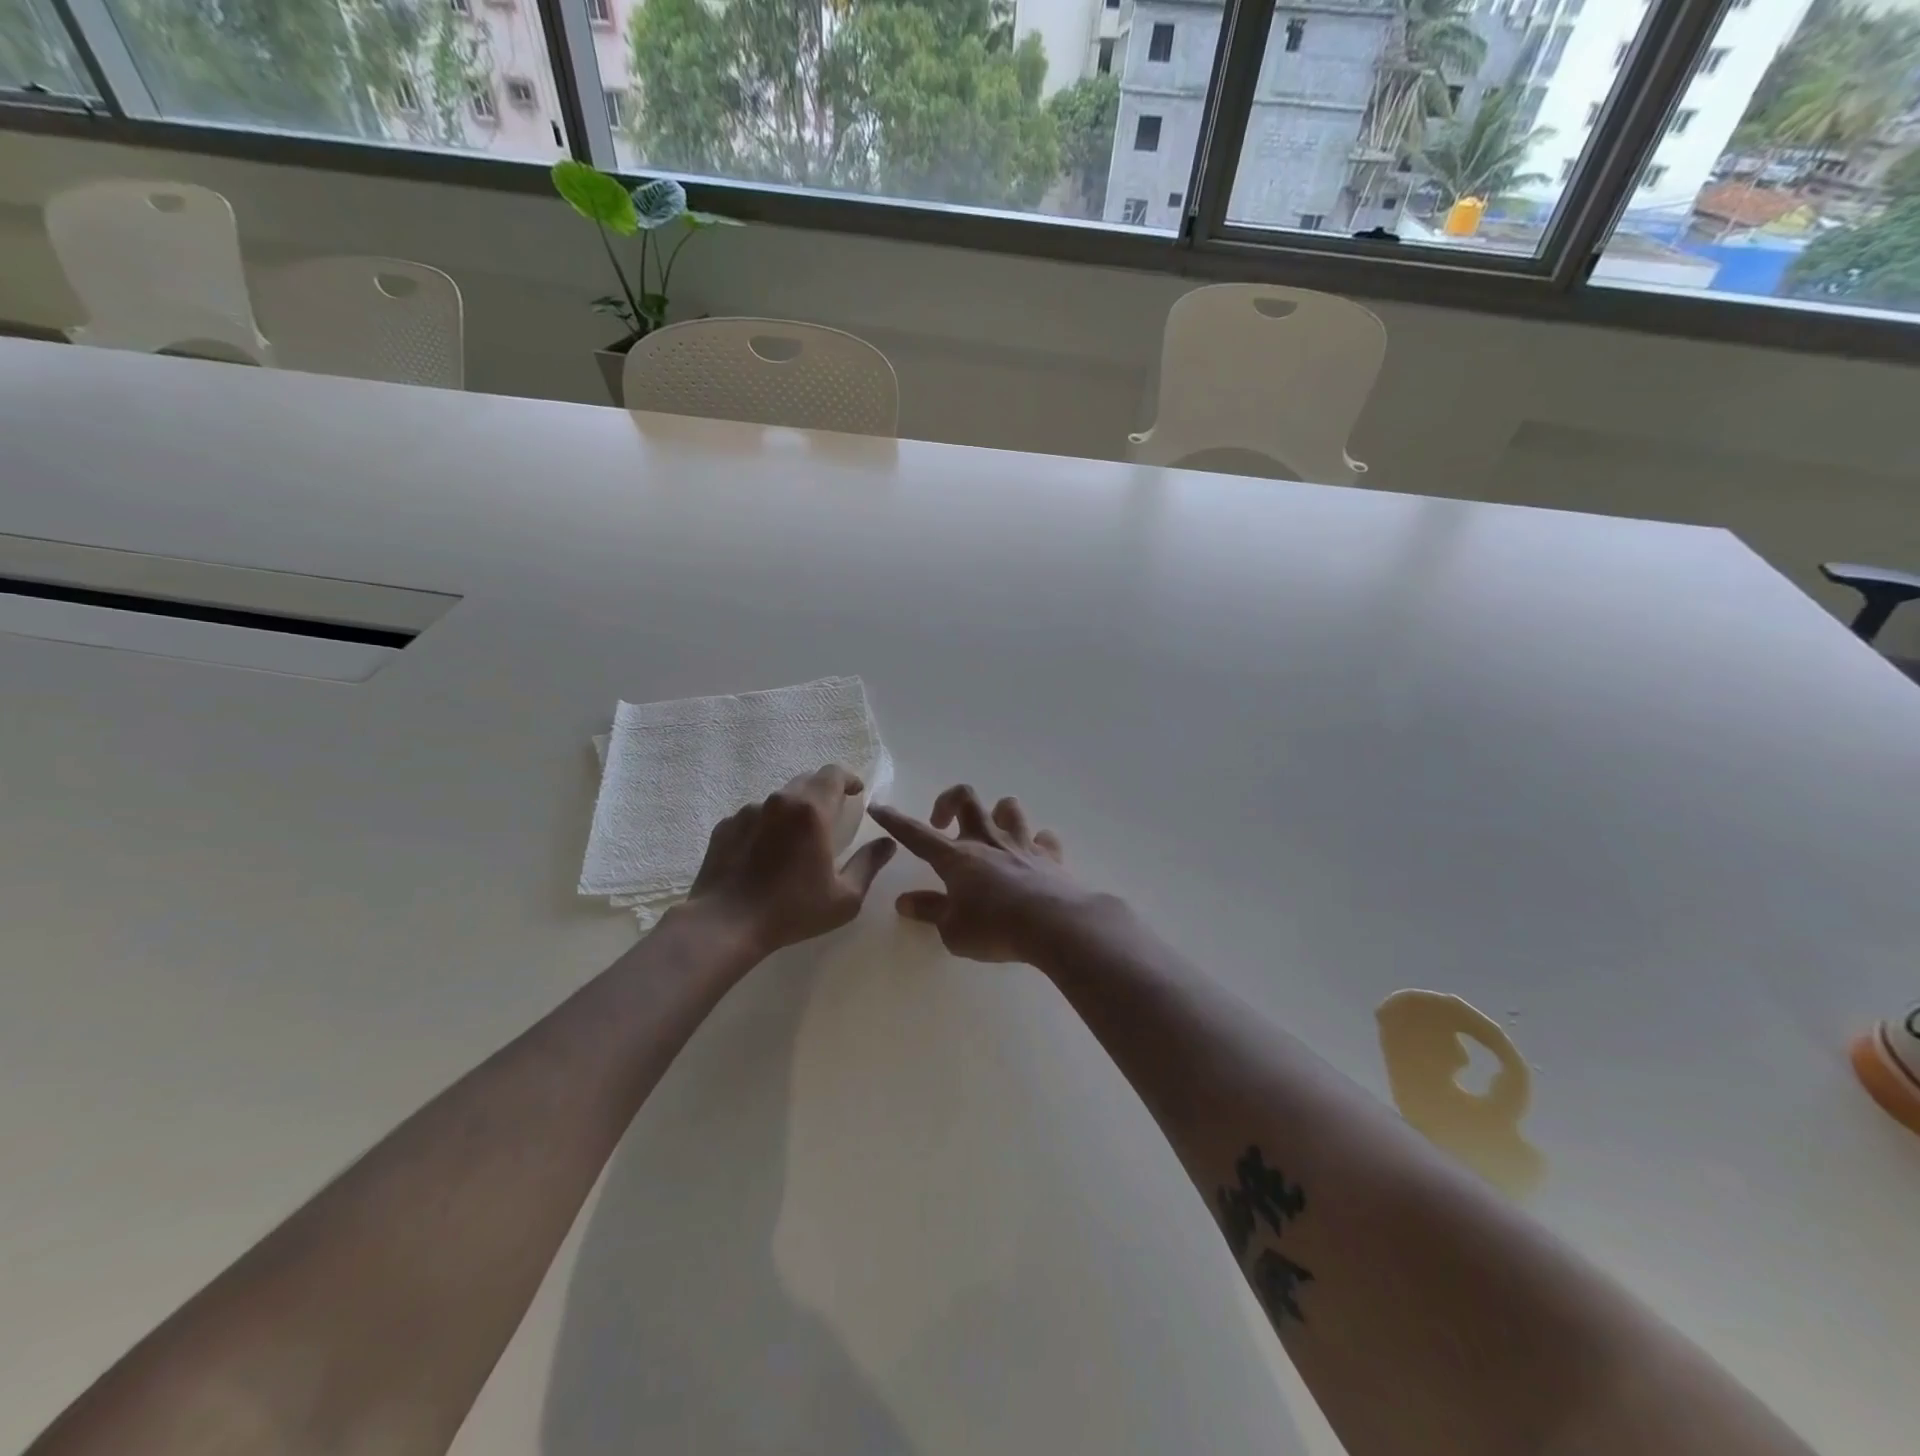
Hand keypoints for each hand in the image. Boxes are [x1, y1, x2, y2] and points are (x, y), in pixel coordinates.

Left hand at [688, 764, 895, 954]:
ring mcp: (748, 811)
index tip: (856, 793)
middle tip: (831, 818)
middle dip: (823, 793)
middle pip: (807, 781)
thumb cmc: (792, 910)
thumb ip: (869, 864)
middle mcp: (779, 801)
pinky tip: (765, 856)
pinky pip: (754, 817)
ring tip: (795, 843)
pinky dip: (766, 827)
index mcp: (812, 811)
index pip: (834, 774)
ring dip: (793, 812)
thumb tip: (887, 843)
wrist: (725, 924)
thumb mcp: (845, 897)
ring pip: (779, 800)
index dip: (849, 779)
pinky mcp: (726, 826)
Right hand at [869, 785, 1104, 962]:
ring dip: (996, 814)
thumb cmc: (995, 928)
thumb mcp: (952, 930)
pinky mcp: (1049, 855)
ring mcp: (1020, 844)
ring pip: (1008, 807)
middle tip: (942, 823)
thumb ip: (930, 911)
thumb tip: (905, 902)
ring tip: (991, 832)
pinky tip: (1034, 856)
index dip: (894, 820)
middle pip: (966, 799)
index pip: (916, 835)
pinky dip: (1037, 843)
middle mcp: (987, 841)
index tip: (878, 806)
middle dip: (949, 801)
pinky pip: (1043, 838)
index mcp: (957, 857)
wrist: (1054, 924)